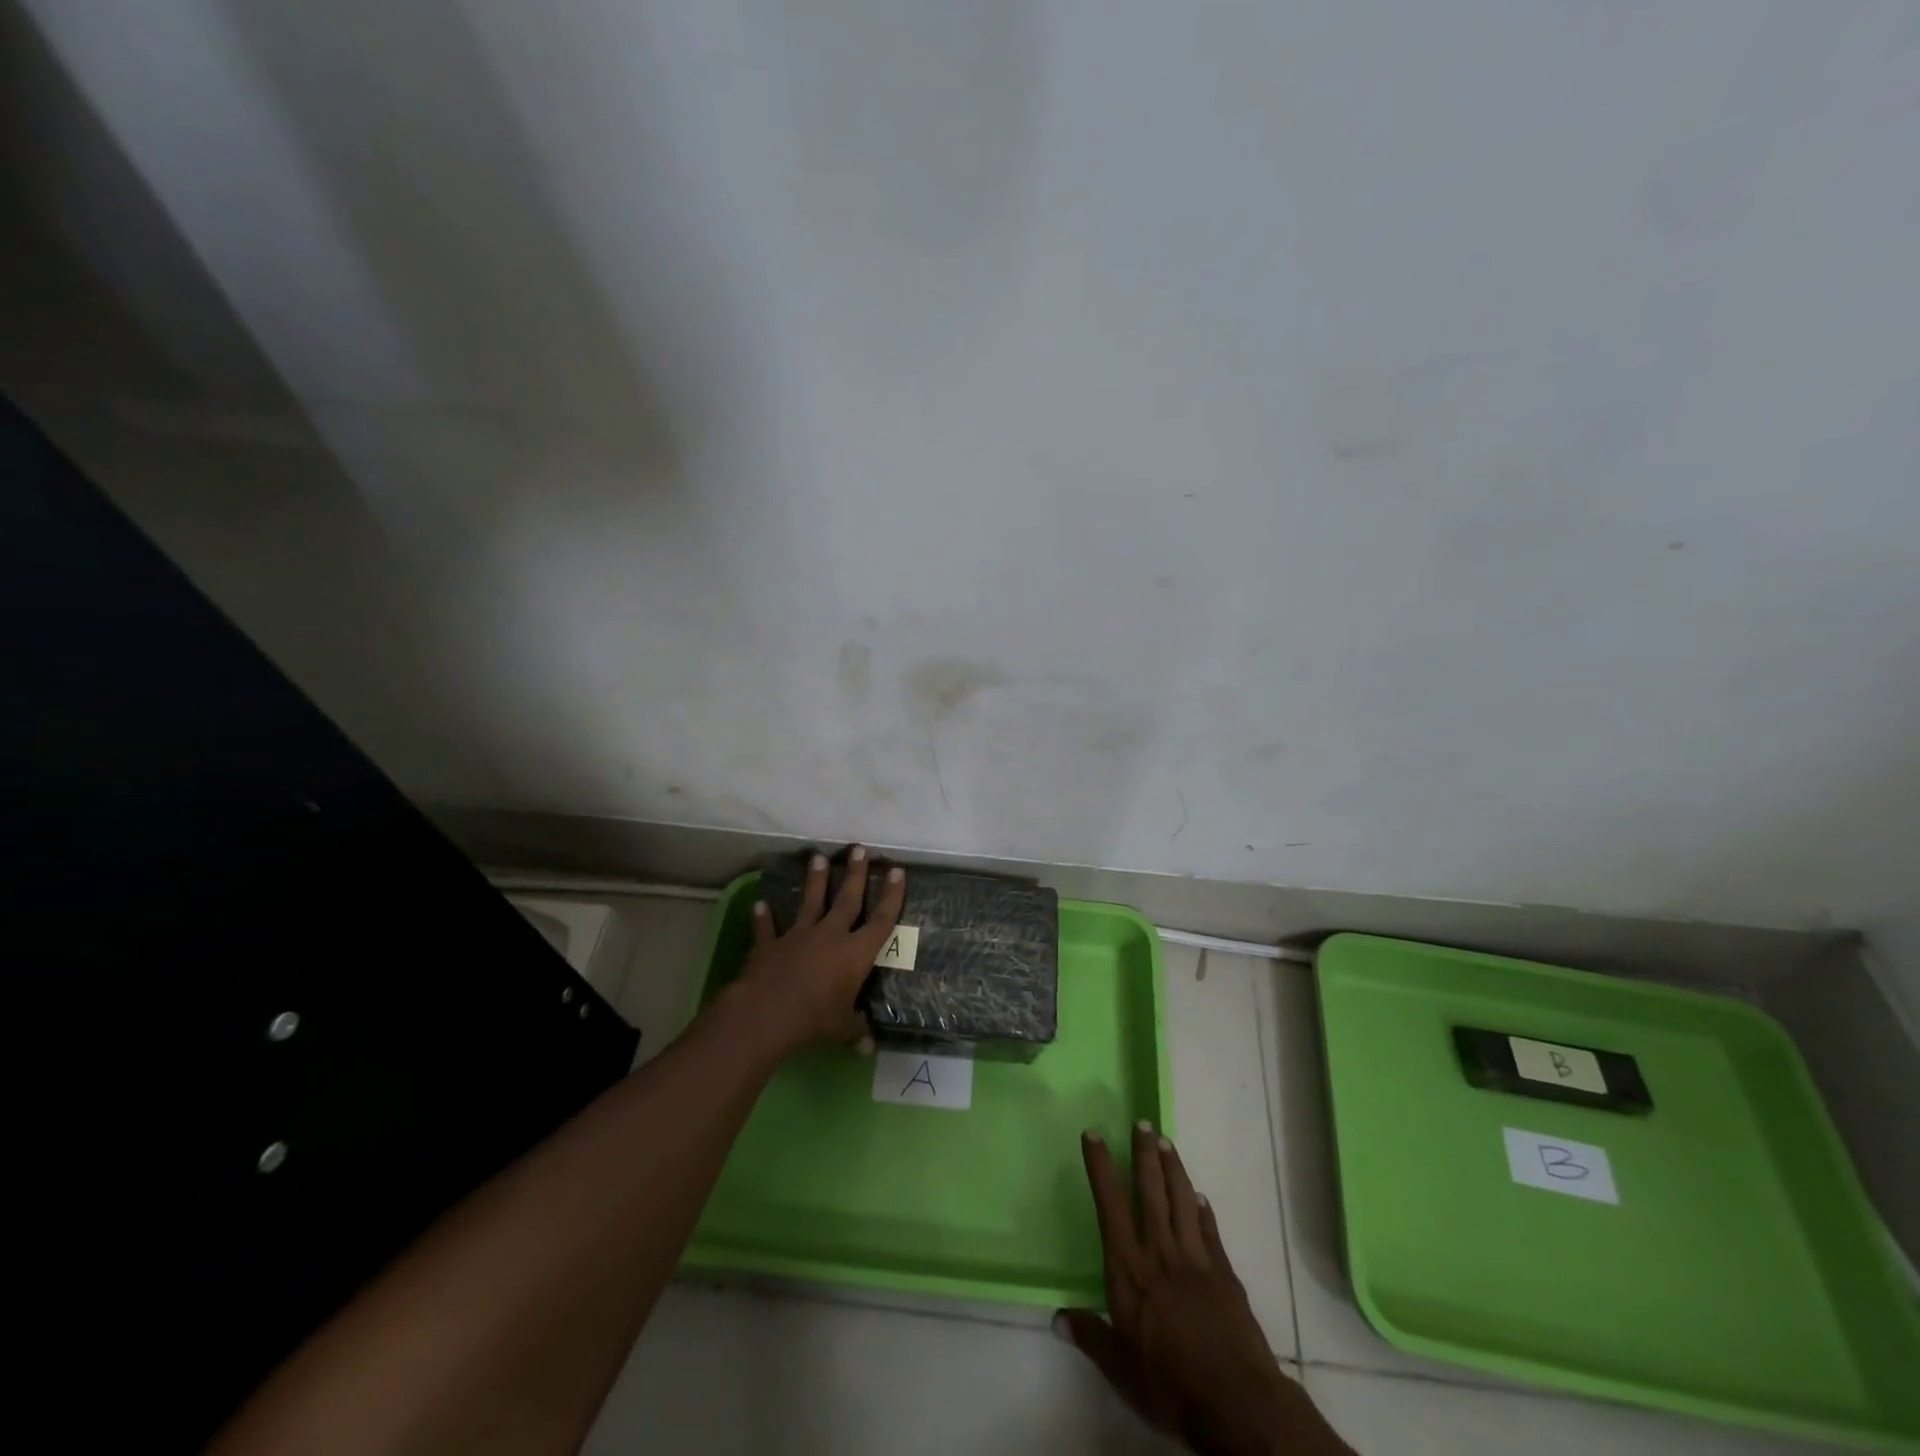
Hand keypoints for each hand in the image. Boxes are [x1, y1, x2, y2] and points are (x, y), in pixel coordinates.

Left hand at [730, 846, 905, 1058]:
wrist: (767, 1013)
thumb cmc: (814, 1020)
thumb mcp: (842, 1029)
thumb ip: (856, 1031)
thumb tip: (869, 1048)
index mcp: (855, 953)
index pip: (880, 919)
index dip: (891, 895)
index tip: (896, 870)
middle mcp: (830, 935)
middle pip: (847, 899)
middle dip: (855, 873)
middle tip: (859, 849)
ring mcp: (798, 936)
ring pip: (810, 901)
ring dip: (814, 880)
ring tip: (816, 856)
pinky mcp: (770, 944)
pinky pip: (767, 928)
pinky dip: (763, 916)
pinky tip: (760, 903)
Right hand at [1058, 1126, 1353, 1455]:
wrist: (1235, 1402)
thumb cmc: (1169, 1385)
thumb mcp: (1120, 1368)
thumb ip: (1090, 1336)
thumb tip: (1058, 1318)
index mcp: (1129, 1269)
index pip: (1110, 1205)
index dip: (1101, 1167)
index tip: (1094, 1135)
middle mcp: (1160, 1252)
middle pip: (1151, 1191)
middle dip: (1144, 1153)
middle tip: (1142, 1121)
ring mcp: (1196, 1260)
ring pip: (1182, 1200)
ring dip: (1174, 1169)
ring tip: (1166, 1142)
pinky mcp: (1225, 1274)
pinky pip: (1211, 1231)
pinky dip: (1204, 1210)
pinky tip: (1201, 1197)